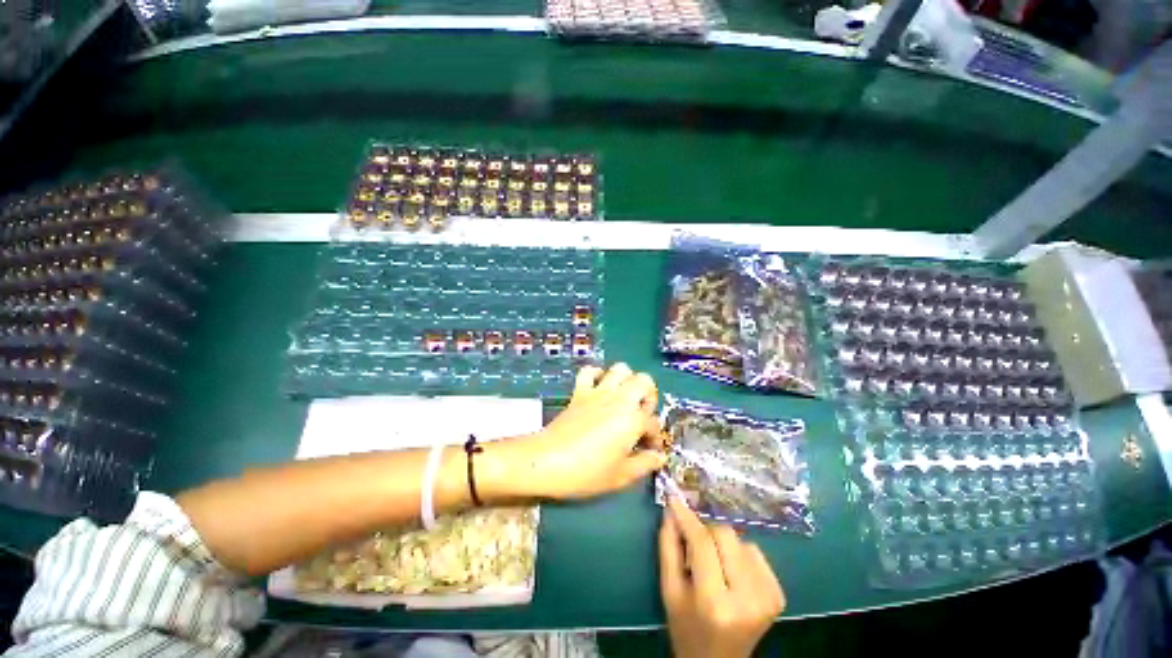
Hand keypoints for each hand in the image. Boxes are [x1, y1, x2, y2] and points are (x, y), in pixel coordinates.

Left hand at [500, 363, 666, 499]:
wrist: (548, 460)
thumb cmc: (587, 472)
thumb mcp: (621, 476)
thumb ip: (645, 464)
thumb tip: (659, 457)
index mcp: (633, 419)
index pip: (653, 422)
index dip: (654, 437)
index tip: (650, 449)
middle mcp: (619, 399)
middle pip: (644, 381)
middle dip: (648, 396)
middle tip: (641, 415)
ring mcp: (598, 391)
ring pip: (620, 369)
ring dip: (626, 380)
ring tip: (623, 398)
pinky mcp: (580, 391)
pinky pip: (589, 371)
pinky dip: (596, 374)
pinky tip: (598, 388)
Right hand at [659, 496, 785, 657]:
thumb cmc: (687, 626)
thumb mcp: (669, 590)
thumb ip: (668, 546)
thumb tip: (672, 509)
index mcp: (714, 602)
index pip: (702, 543)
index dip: (688, 518)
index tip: (675, 499)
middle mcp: (747, 598)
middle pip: (725, 535)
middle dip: (706, 532)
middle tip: (694, 544)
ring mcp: (767, 596)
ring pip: (740, 540)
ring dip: (722, 545)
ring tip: (714, 565)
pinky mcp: (778, 594)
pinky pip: (754, 551)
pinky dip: (739, 554)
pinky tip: (731, 573)